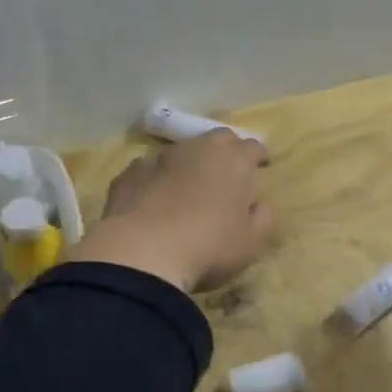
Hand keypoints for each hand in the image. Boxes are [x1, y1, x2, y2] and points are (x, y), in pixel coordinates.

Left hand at [67, 129, 272, 292]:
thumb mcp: (251, 242)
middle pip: (218, 139)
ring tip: (188, 188)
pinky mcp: (130, 173)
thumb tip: (257, 206)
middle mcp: (198, 149)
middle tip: (227, 174)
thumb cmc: (209, 247)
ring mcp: (160, 157)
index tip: (260, 168)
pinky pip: (149, 169)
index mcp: (234, 161)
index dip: (258, 157)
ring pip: (181, 151)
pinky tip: (153, 200)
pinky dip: (156, 179)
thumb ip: (261, 218)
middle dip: (226, 151)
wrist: (142, 252)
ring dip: (189, 164)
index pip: (253, 146)